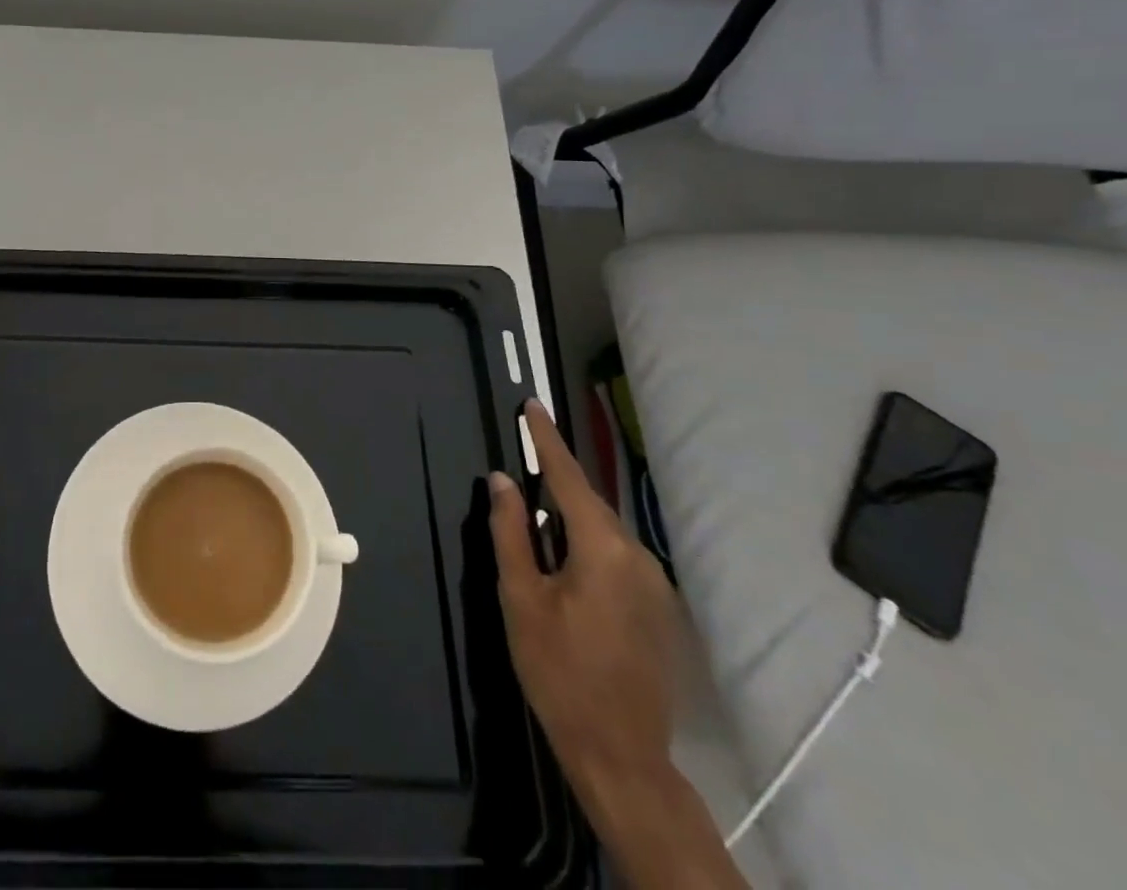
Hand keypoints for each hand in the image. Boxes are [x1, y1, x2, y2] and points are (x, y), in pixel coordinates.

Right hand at [488, 402, 680, 823]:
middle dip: (555, 482)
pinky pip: (616, 557)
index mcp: (603, 548)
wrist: (621, 754)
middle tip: (522, 466)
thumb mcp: (520, 597)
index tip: (532, 405)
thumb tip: (502, 480)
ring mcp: (655, 584)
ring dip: (570, 519)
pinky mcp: (659, 608)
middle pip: (588, 503)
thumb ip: (510, 531)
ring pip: (603, 531)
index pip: (568, 477)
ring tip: (536, 522)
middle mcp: (638, 556)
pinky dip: (587, 546)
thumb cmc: (558, 671)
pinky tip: (564, 565)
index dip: (546, 440)